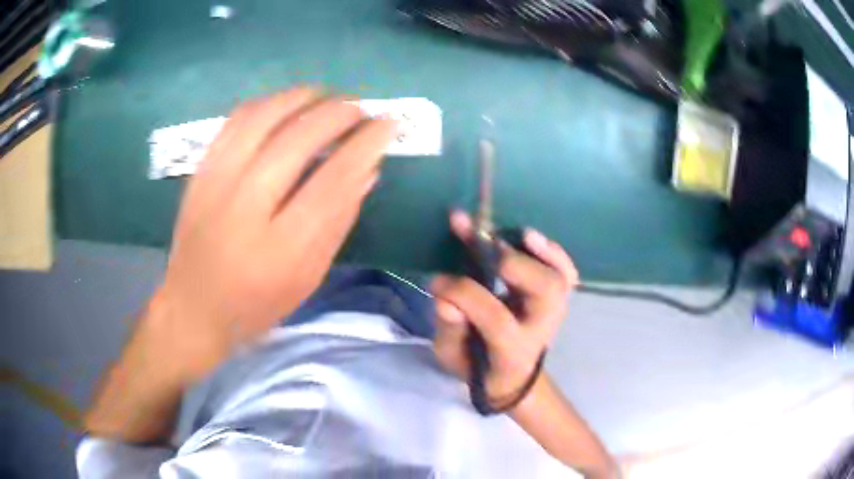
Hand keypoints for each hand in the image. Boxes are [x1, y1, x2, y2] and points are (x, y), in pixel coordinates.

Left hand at [148, 87, 396, 380]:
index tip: (388, 124)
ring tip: (325, 96)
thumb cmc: (256, 303)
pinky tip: (284, 103)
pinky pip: (233, 122)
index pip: (332, 181)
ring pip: (261, 118)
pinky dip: (265, 103)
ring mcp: (215, 184)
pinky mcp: (199, 173)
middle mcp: (244, 208)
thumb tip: (367, 170)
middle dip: (337, 113)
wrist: (192, 307)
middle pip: (296, 140)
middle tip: (360, 107)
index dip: (364, 145)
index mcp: (280, 248)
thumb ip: (338, 222)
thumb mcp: (307, 278)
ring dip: (300, 98)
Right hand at [431, 210, 577, 407]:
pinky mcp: (558, 298)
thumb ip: (450, 331)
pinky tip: (530, 237)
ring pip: (559, 277)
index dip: (463, 294)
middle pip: (544, 291)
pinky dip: (553, 252)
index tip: (436, 281)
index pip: (495, 317)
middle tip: (483, 246)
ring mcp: (555, 311)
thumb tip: (446, 299)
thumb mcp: (453, 357)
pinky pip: (566, 272)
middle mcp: (541, 328)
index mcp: (513, 350)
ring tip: (517, 233)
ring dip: (538, 251)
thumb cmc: (478, 366)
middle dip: (514, 263)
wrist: (513, 377)